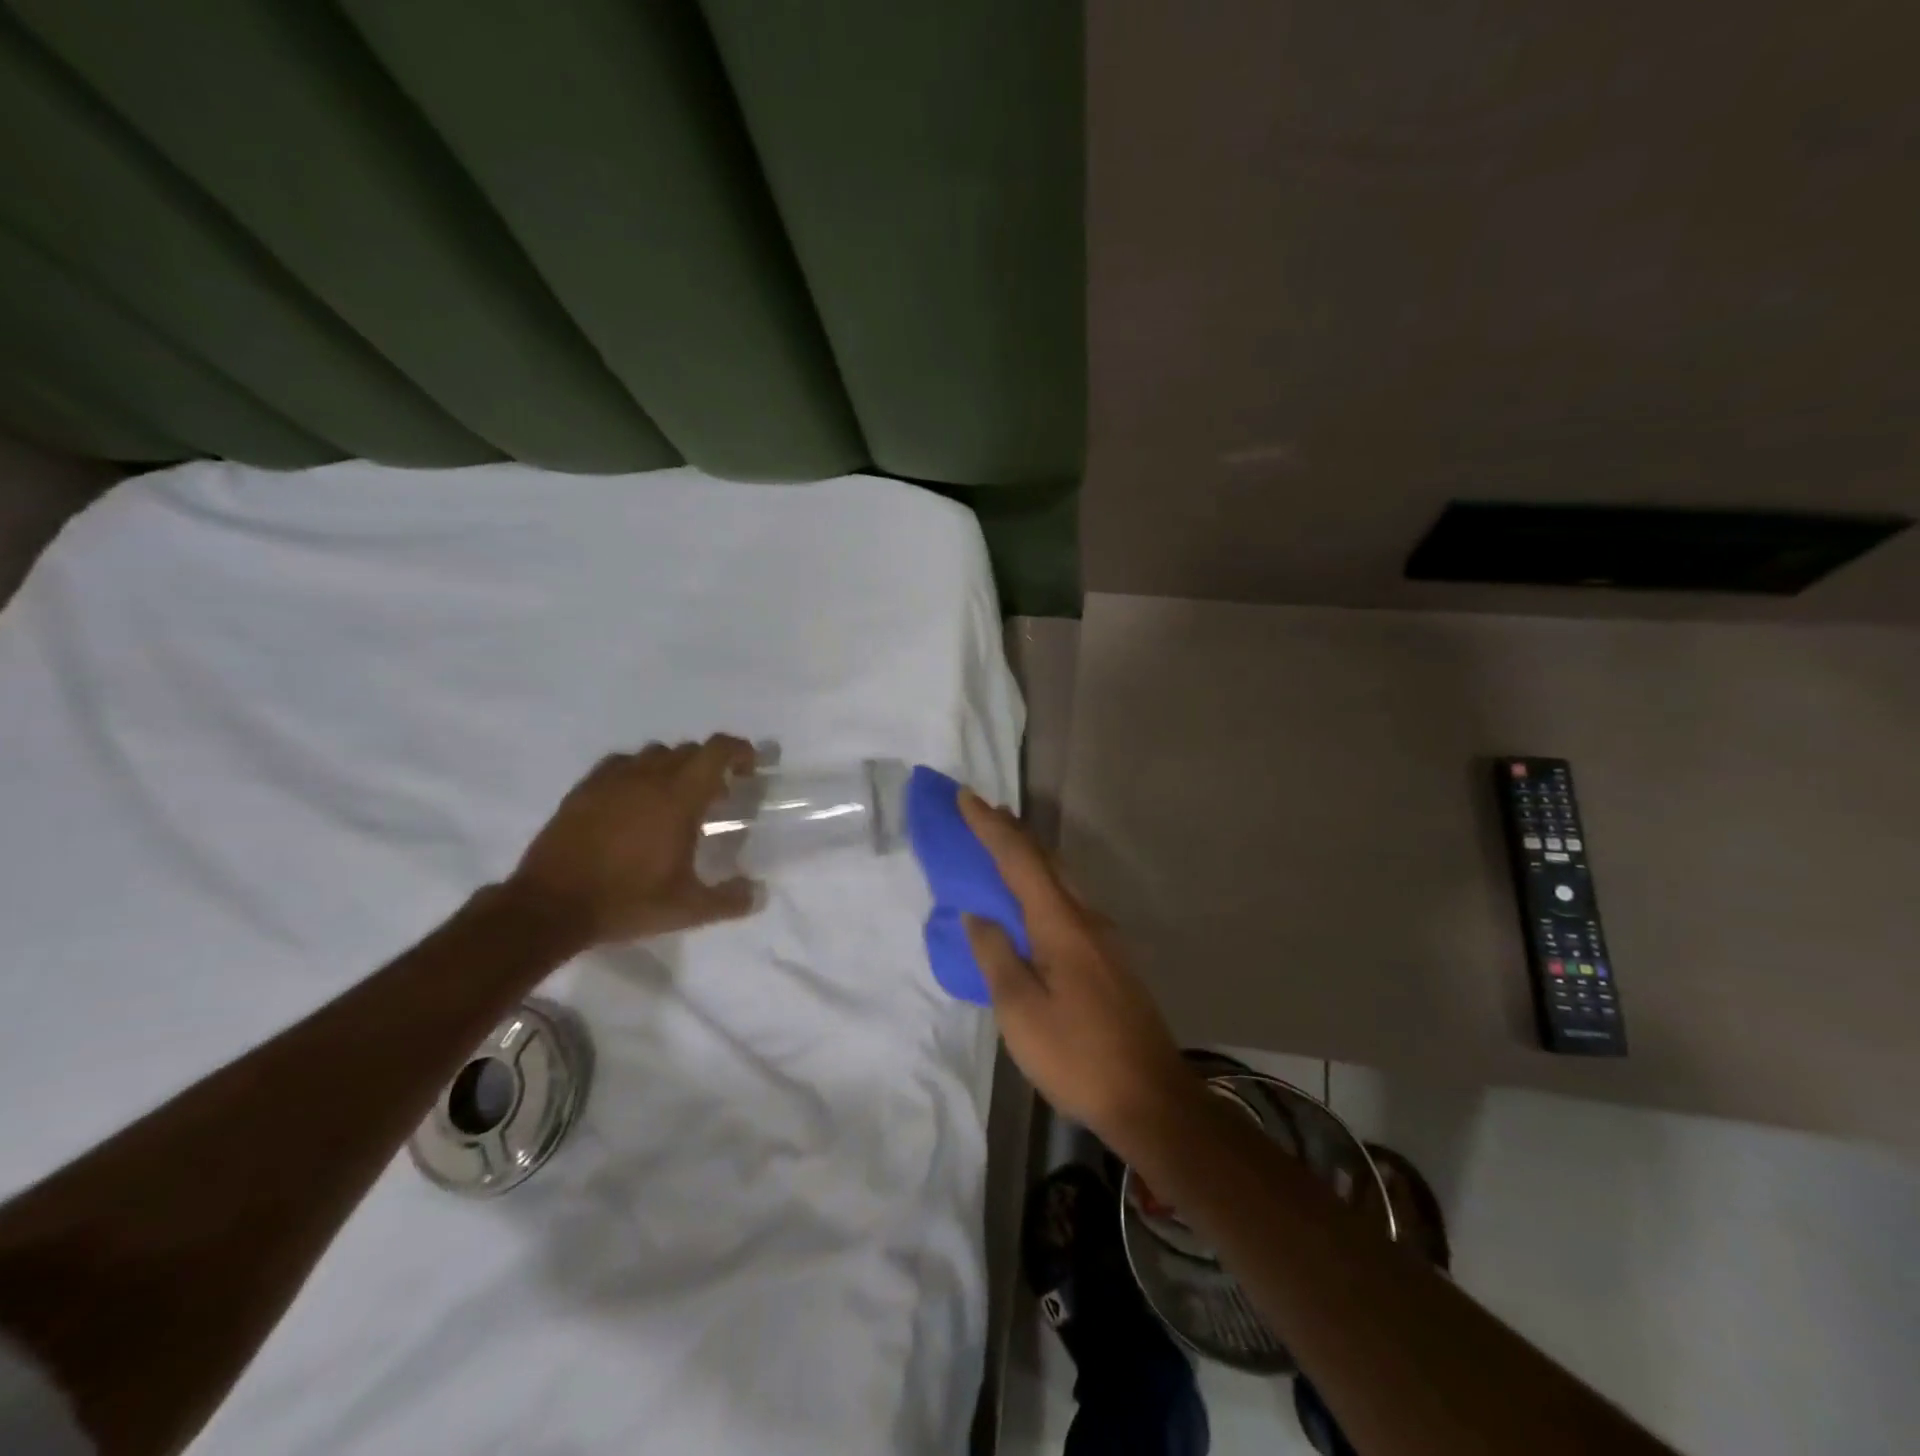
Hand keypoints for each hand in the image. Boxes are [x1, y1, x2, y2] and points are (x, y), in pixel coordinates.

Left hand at [507, 736, 759, 945]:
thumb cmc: (626, 901)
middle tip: (716, 797)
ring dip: (674, 766)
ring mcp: (612, 780)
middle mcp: (648, 777)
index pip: (716, 751)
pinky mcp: (584, 789)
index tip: (749, 769)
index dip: (739, 751)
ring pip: (654, 753)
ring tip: (675, 798)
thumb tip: (759, 893)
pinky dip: (638, 772)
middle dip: (710, 765)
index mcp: (679, 797)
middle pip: (689, 750)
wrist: (549, 907)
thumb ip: (730, 900)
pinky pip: (621, 764)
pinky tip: (634, 799)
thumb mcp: (687, 909)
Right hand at [959, 792, 1201, 1156]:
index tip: (966, 797)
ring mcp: (1106, 938)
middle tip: (984, 814)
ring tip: (1005, 847)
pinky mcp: (1112, 959)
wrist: (1151, 1099)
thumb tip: (977, 916)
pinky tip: (1035, 903)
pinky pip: (1070, 903)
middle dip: (1014, 833)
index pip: (1020, 860)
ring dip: (1032, 857)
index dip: (990, 827)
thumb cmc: (1077, 1056)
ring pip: (1063, 880)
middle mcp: (1087, 918)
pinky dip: (1045, 886)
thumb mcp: (1020, 1011)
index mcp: (1062, 925)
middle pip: (1048, 860)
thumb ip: (996, 956)